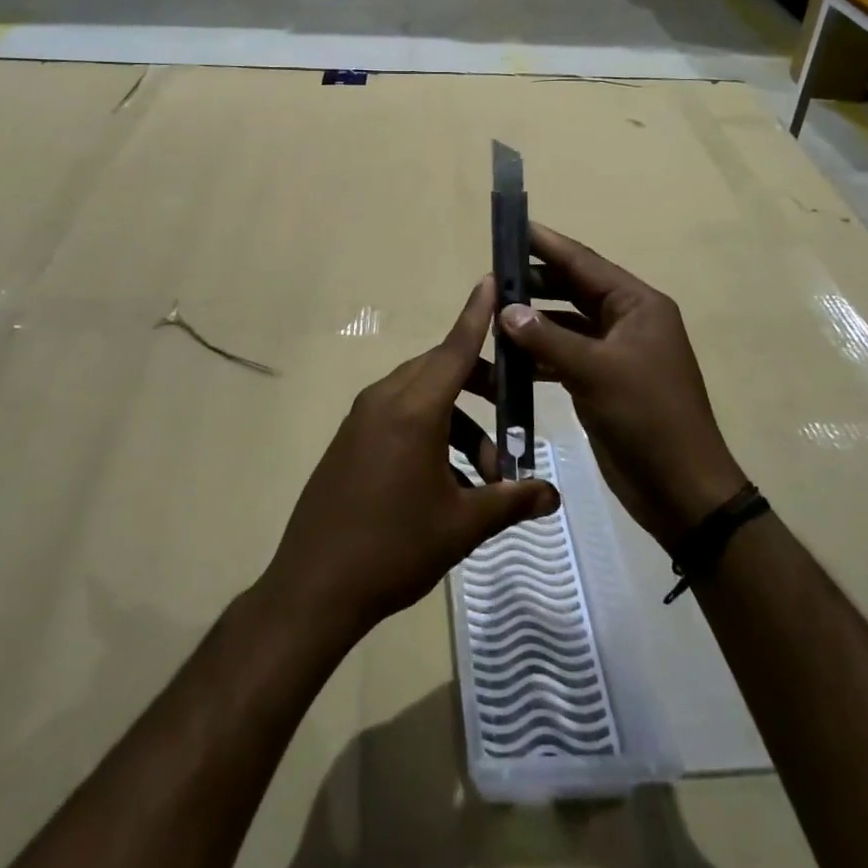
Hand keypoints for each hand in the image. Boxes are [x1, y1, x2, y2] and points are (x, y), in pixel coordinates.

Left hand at [261, 277, 560, 644]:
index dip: (477, 315)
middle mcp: (384, 400)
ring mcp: (362, 419)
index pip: (454, 348)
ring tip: (485, 473)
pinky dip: (430, 431)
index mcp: (412, 409)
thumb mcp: (462, 525)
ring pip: (421, 396)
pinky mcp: (350, 440)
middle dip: (481, 384)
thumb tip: (553, 496)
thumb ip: (511, 501)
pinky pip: (399, 416)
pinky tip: (449, 481)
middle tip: (514, 414)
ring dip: (458, 420)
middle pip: (440, 370)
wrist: (313, 588)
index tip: (492, 280)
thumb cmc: (393, 549)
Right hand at [495, 223, 749, 547]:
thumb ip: (547, 337)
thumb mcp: (596, 372)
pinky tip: (509, 357)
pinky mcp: (603, 381)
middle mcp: (627, 321)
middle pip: (574, 289)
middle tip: (493, 275)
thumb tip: (505, 309)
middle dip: (535, 282)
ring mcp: (616, 353)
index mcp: (638, 306)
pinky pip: (565, 355)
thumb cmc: (647, 418)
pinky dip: (539, 353)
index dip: (547, 244)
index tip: (513, 226)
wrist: (682, 490)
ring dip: (534, 320)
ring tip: (492, 313)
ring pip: (567, 323)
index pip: (585, 263)